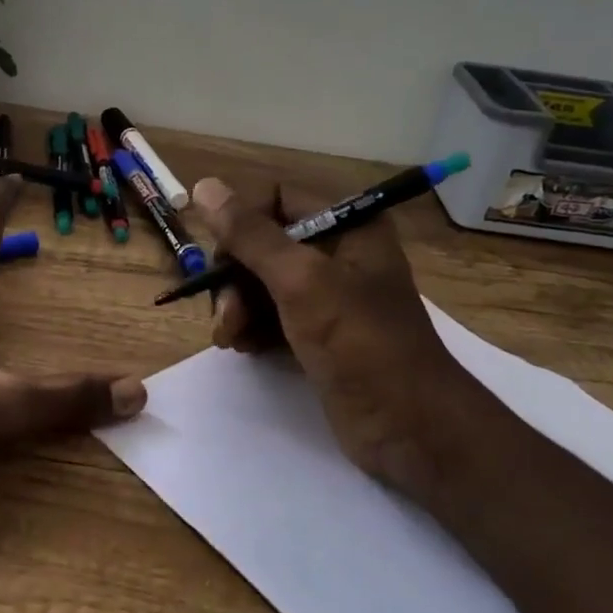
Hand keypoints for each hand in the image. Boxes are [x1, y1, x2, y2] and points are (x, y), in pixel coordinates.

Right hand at [190, 176, 496, 494]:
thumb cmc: (359, 342)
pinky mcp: (321, 334)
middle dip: (236, 276)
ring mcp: (331, 296)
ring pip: (264, 283)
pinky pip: (274, 316)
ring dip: (238, 306)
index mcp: (349, 225)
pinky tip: (242, 348)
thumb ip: (251, 235)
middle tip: (224, 315)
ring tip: (229, 338)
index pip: (277, 200)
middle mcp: (340, 253)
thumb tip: (205, 186)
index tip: (220, 261)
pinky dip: (253, 328)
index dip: (242, 224)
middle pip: (265, 244)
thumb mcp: (301, 281)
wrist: (408, 426)